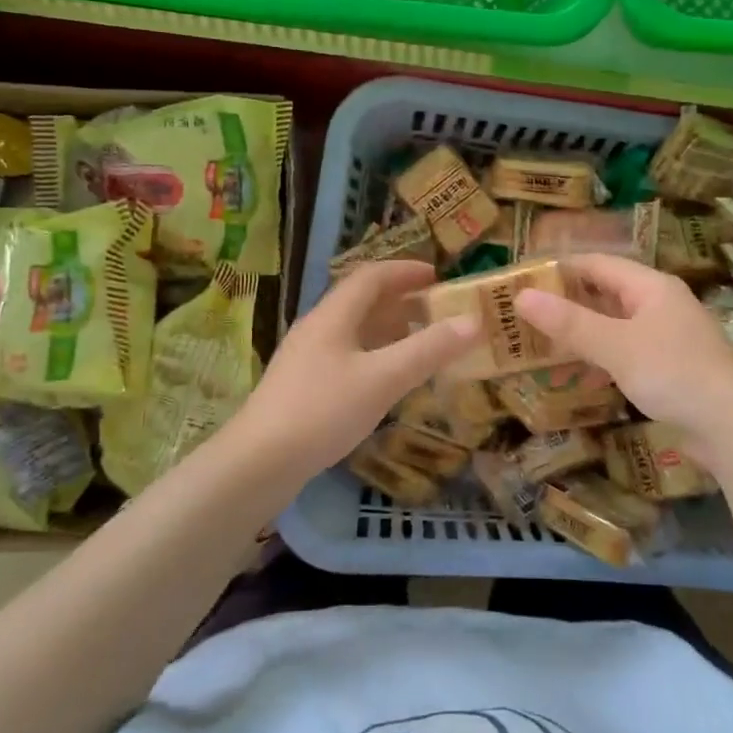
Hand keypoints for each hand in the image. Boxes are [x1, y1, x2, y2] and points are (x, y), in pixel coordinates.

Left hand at [235, 260, 480, 481]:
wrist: (259, 462)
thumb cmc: (323, 411)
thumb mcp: (384, 378)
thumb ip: (429, 349)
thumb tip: (474, 321)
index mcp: (333, 316)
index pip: (372, 276)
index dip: (406, 271)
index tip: (439, 276)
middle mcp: (318, 328)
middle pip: (362, 301)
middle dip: (402, 300)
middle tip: (438, 311)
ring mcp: (307, 358)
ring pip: (354, 330)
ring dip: (389, 329)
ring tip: (422, 342)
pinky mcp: (303, 386)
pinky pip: (348, 355)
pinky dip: (376, 355)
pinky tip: (389, 379)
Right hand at [515, 254, 732, 466]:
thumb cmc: (674, 374)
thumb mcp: (617, 346)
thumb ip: (569, 323)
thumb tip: (521, 296)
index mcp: (651, 286)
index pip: (597, 264)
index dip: (559, 269)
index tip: (521, 280)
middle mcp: (660, 304)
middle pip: (605, 293)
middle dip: (566, 302)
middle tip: (522, 314)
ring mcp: (667, 336)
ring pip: (614, 324)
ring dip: (580, 332)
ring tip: (540, 342)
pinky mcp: (669, 367)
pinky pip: (625, 351)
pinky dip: (599, 356)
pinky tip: (577, 373)